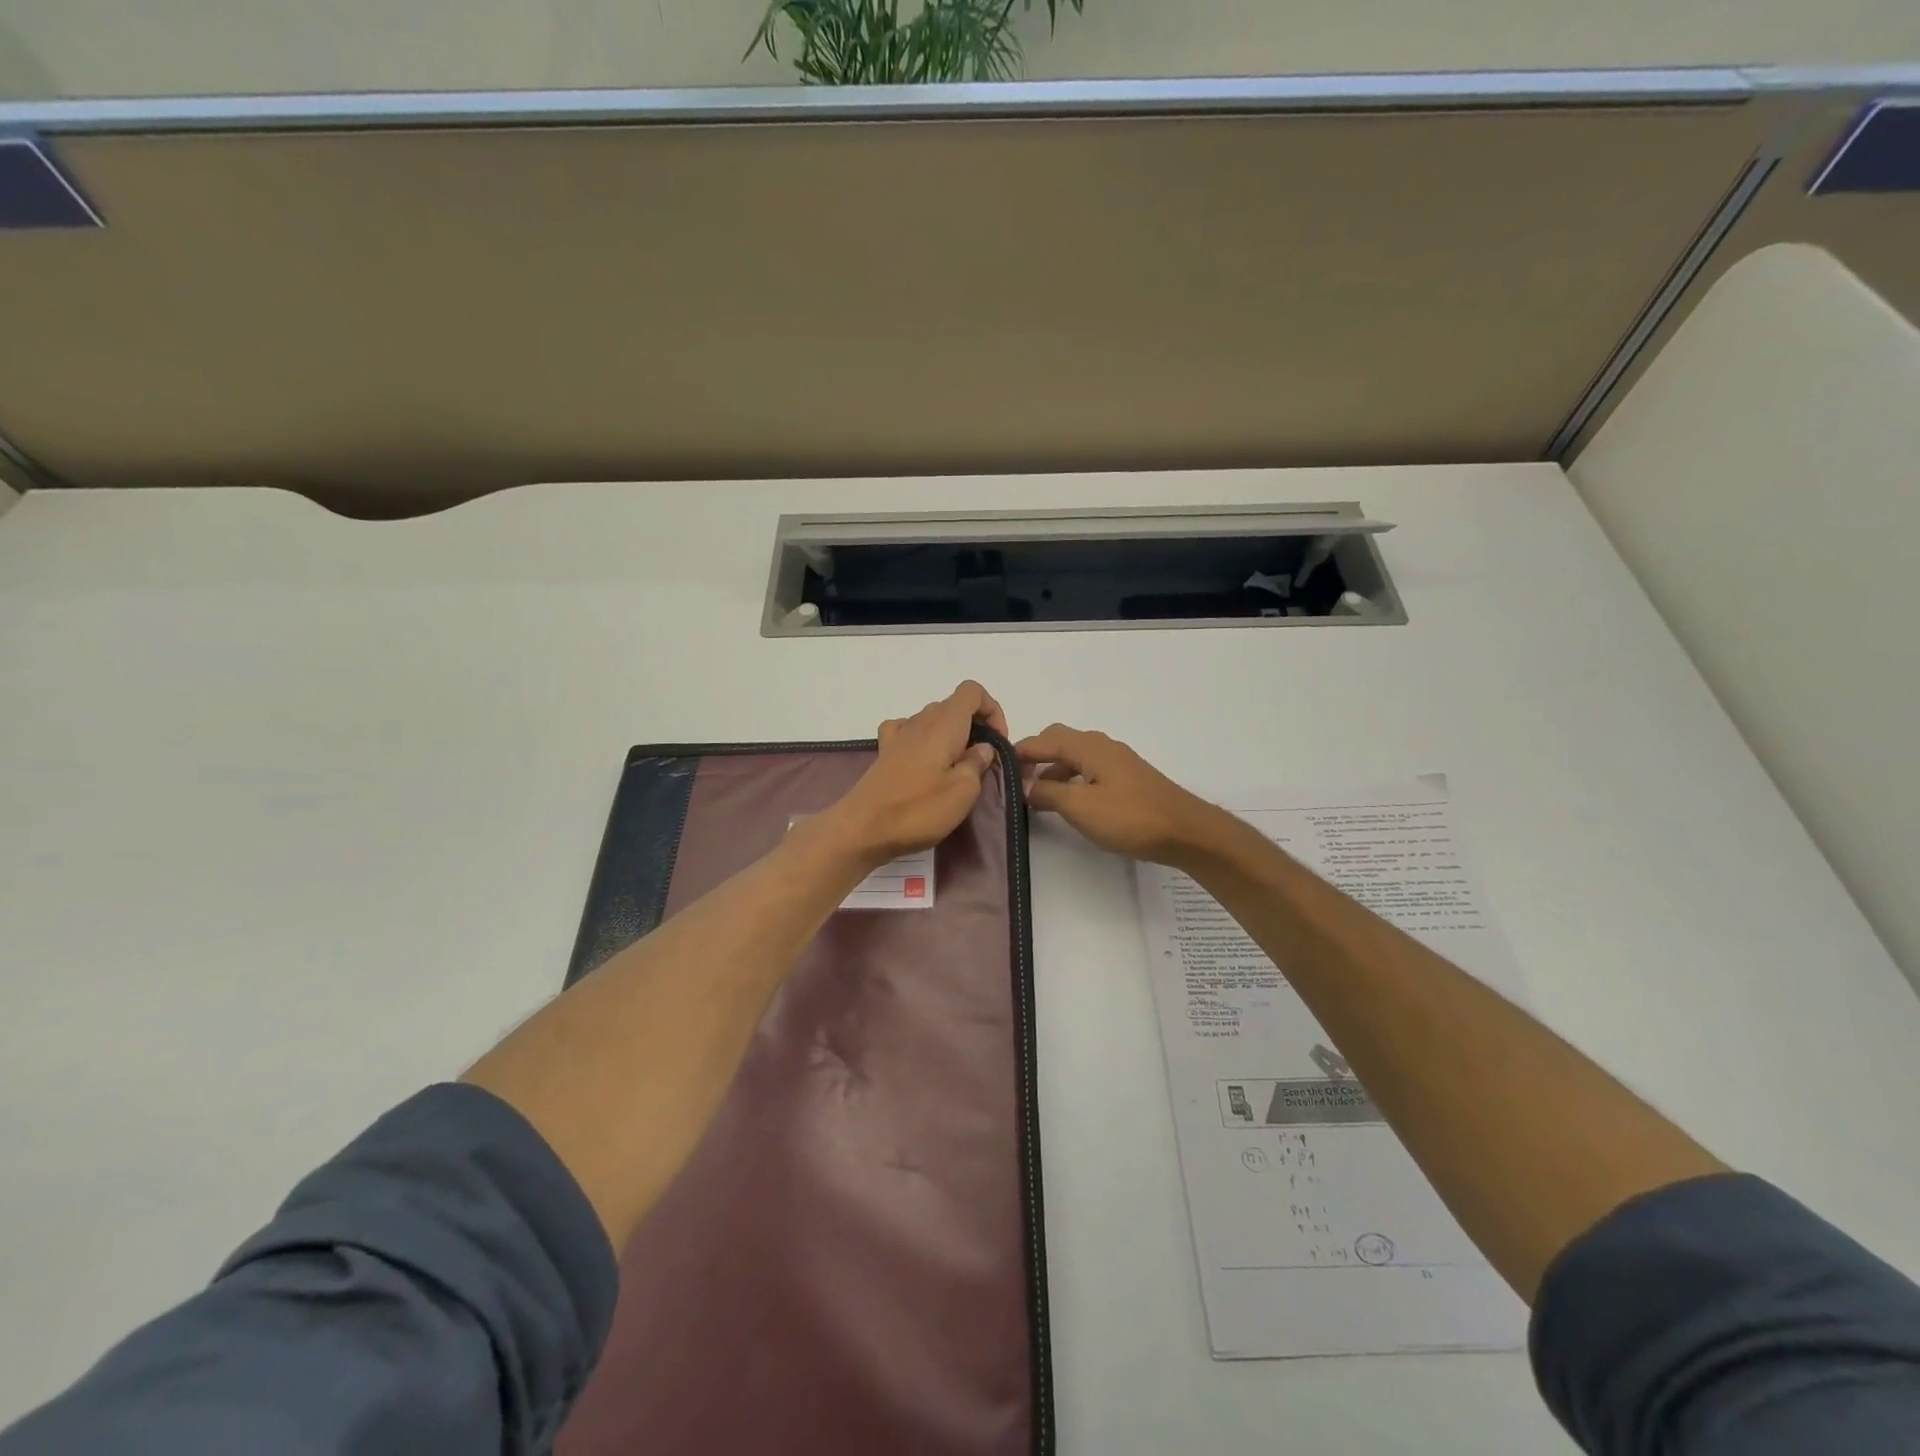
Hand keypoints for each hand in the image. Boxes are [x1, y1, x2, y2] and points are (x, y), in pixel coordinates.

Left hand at [819, 682, 1008, 867]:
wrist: (862, 828)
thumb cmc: (918, 809)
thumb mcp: (963, 791)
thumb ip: (977, 763)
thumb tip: (982, 748)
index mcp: (944, 723)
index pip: (972, 692)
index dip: (992, 711)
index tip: (997, 743)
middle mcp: (921, 721)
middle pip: (954, 706)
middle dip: (975, 727)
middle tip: (982, 763)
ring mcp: (899, 735)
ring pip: (933, 720)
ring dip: (951, 737)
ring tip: (956, 770)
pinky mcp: (885, 753)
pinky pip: (908, 731)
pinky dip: (922, 740)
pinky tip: (924, 762)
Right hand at [1016, 724, 1234, 866]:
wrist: (1185, 831)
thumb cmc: (1129, 817)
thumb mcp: (1080, 806)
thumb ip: (1047, 793)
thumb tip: (1025, 786)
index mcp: (1088, 746)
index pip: (1042, 740)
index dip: (1017, 753)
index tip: (996, 768)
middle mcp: (1102, 746)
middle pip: (1059, 741)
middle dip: (1035, 757)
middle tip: (1015, 780)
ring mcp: (1117, 761)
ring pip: (1075, 757)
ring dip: (1053, 771)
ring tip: (1036, 796)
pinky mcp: (1128, 779)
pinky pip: (1089, 769)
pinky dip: (1071, 779)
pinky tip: (1069, 802)